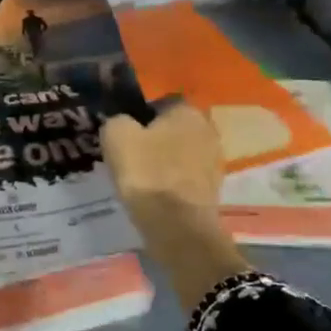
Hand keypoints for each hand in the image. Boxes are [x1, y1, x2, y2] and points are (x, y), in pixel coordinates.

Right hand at [102, 103, 248, 309]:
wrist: (178, 227)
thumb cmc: (147, 174)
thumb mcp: (116, 136)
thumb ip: (117, 120)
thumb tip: (123, 124)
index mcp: (187, 111)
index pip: (159, 103)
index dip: (138, 116)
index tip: (123, 135)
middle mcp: (207, 129)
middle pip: (171, 129)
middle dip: (153, 139)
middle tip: (129, 156)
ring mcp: (214, 161)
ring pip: (179, 154)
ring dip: (162, 162)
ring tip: (139, 179)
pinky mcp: (213, 189)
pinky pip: (184, 178)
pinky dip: (170, 183)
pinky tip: (153, 195)